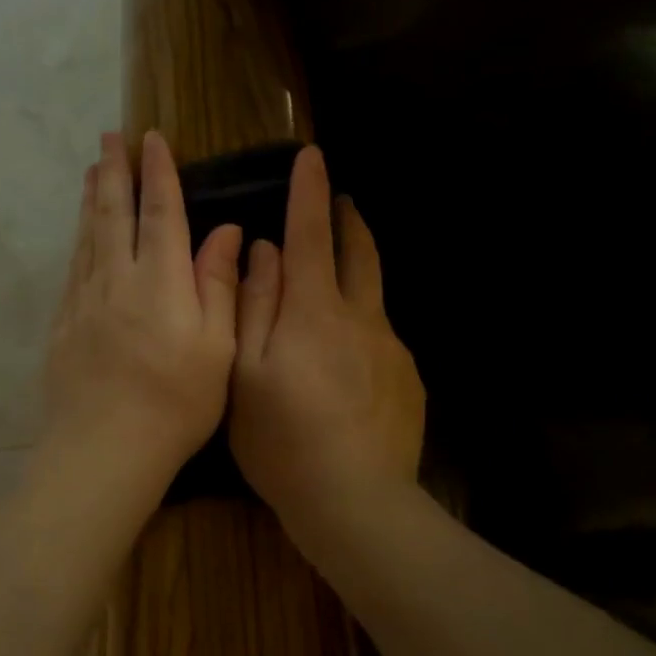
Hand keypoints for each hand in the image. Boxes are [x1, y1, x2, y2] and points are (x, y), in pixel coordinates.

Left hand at [36, 130, 243, 524]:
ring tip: (90, 170)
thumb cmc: (176, 403)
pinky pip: (72, 269)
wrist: (104, 448)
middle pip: (112, 214)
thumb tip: (225, 231)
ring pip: (87, 237)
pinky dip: (77, 241)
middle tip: (108, 137)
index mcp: (160, 282)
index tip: (152, 140)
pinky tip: (79, 236)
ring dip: (90, 199)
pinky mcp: (64, 325)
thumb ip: (219, 285)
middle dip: (113, 172)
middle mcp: (117, 280)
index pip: (160, 213)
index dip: (158, 174)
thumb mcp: (217, 347)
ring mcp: (84, 302)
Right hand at [229, 145, 425, 548]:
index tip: (312, 155)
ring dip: (360, 267)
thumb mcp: (246, 372)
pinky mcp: (409, 381)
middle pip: (359, 253)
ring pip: (375, 294)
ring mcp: (392, 350)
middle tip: (340, 199)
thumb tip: (265, 252)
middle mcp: (361, 318)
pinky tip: (350, 355)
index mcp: (315, 311)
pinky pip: (383, 336)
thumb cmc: (283, 439)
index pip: (311, 235)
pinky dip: (364, 323)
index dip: (309, 193)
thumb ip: (253, 306)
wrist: (356, 501)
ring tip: (345, 265)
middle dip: (347, 220)